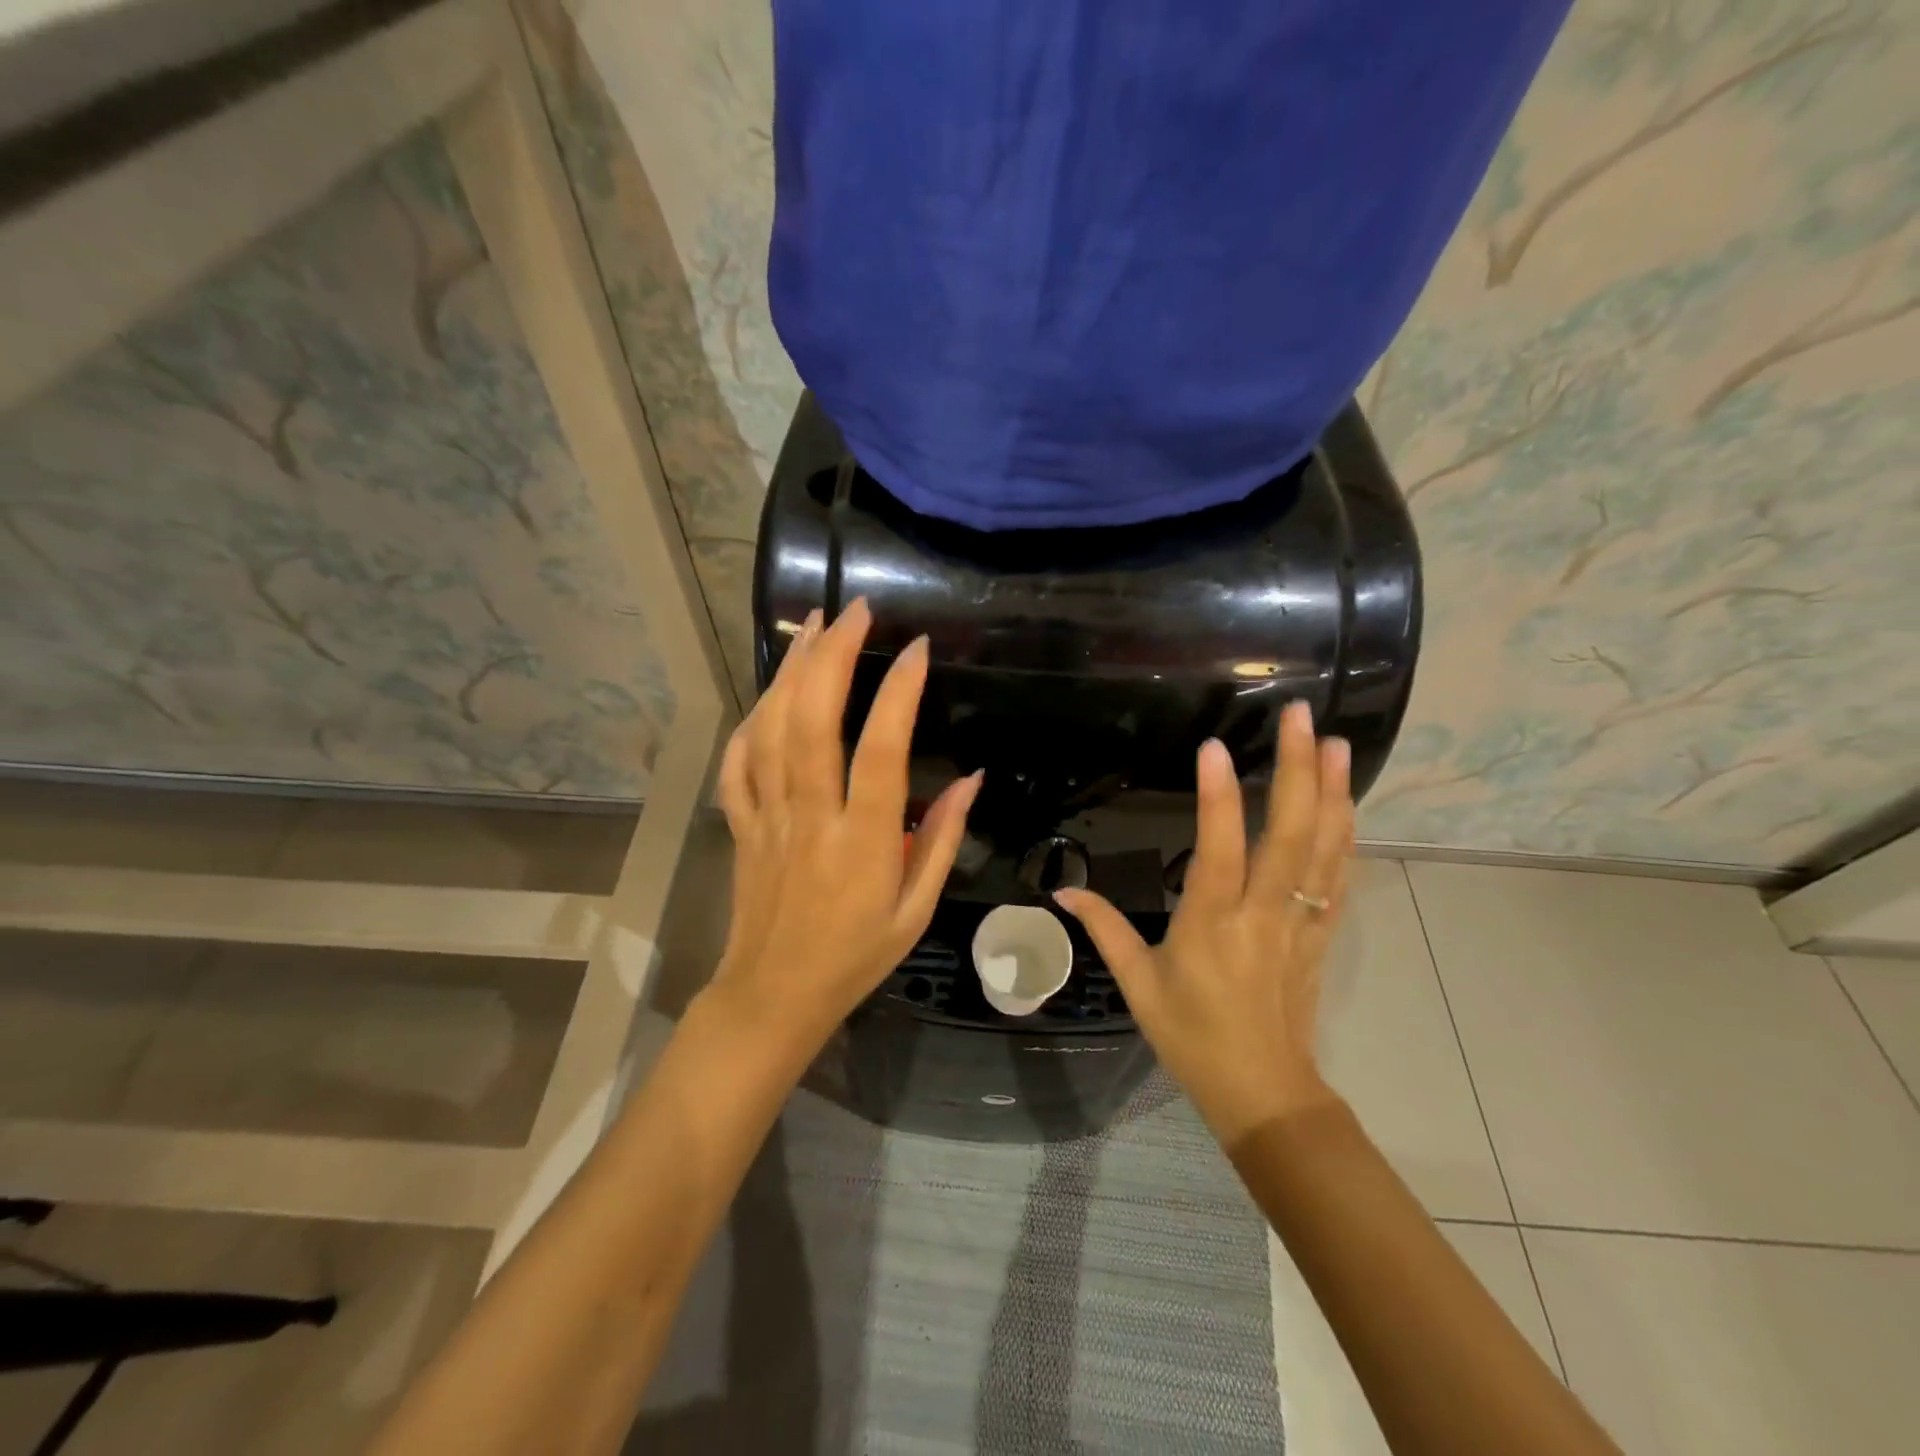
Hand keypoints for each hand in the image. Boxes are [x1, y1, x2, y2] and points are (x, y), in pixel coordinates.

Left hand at [710, 597, 982, 1047]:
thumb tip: (972, 779)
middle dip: (832, 656)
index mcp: (862, 841)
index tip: (917, 648)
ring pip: (771, 730)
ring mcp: (768, 817)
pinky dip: (752, 720)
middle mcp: (811, 817)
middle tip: (854, 610)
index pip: (881, 750)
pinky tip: (770, 693)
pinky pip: (739, 763)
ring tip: (812, 625)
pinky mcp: (741, 824)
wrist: (774, 995)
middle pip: (813, 721)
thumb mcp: (916, 910)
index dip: (899, 693)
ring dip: (791, 671)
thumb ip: (941, 840)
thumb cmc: (856, 956)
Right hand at [1055, 700, 1351, 1143]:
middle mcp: (1262, 914)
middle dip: (1296, 771)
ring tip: (1334, 743)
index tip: (1214, 747)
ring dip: (1332, 793)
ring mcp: (1299, 922)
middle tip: (1299, 717)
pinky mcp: (1320, 934)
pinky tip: (1346, 802)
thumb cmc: (1192, 1037)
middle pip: (1289, 834)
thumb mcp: (1137, 984)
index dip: (1218, 797)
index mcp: (1211, 924)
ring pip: (1325, 849)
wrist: (1264, 1092)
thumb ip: (1104, 929)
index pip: (1218, 849)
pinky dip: (1346, 835)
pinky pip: (1338, 878)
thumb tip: (1062, 890)